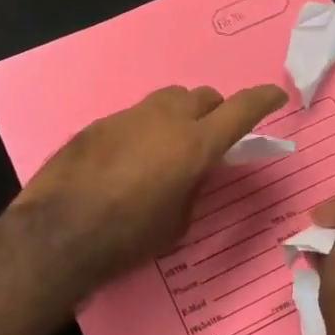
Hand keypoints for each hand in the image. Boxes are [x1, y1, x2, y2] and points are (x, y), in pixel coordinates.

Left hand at [17, 84, 288, 285]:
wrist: (59, 231)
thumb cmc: (127, 237)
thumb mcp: (177, 223)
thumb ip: (193, 187)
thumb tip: (191, 172)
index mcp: (194, 144)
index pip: (240, 110)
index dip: (262, 100)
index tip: (275, 97)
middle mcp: (165, 119)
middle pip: (202, 97)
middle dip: (214, 112)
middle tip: (211, 138)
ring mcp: (129, 116)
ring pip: (166, 101)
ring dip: (179, 116)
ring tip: (170, 146)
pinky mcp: (100, 123)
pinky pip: (135, 117)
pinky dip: (145, 129)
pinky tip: (130, 159)